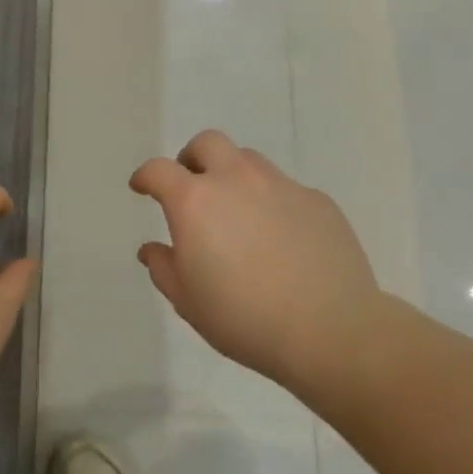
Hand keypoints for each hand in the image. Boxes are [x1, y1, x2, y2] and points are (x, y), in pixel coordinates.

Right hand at [129, 131, 384, 391]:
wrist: (331, 331)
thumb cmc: (244, 318)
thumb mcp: (188, 301)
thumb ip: (164, 268)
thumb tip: (152, 248)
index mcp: (195, 201)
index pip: (159, 170)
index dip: (145, 176)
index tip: (141, 188)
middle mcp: (236, 180)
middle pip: (208, 143)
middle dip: (192, 158)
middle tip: (192, 186)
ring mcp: (281, 186)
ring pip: (249, 160)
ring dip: (233, 176)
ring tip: (238, 212)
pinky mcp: (318, 201)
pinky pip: (286, 189)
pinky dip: (273, 202)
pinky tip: (281, 237)